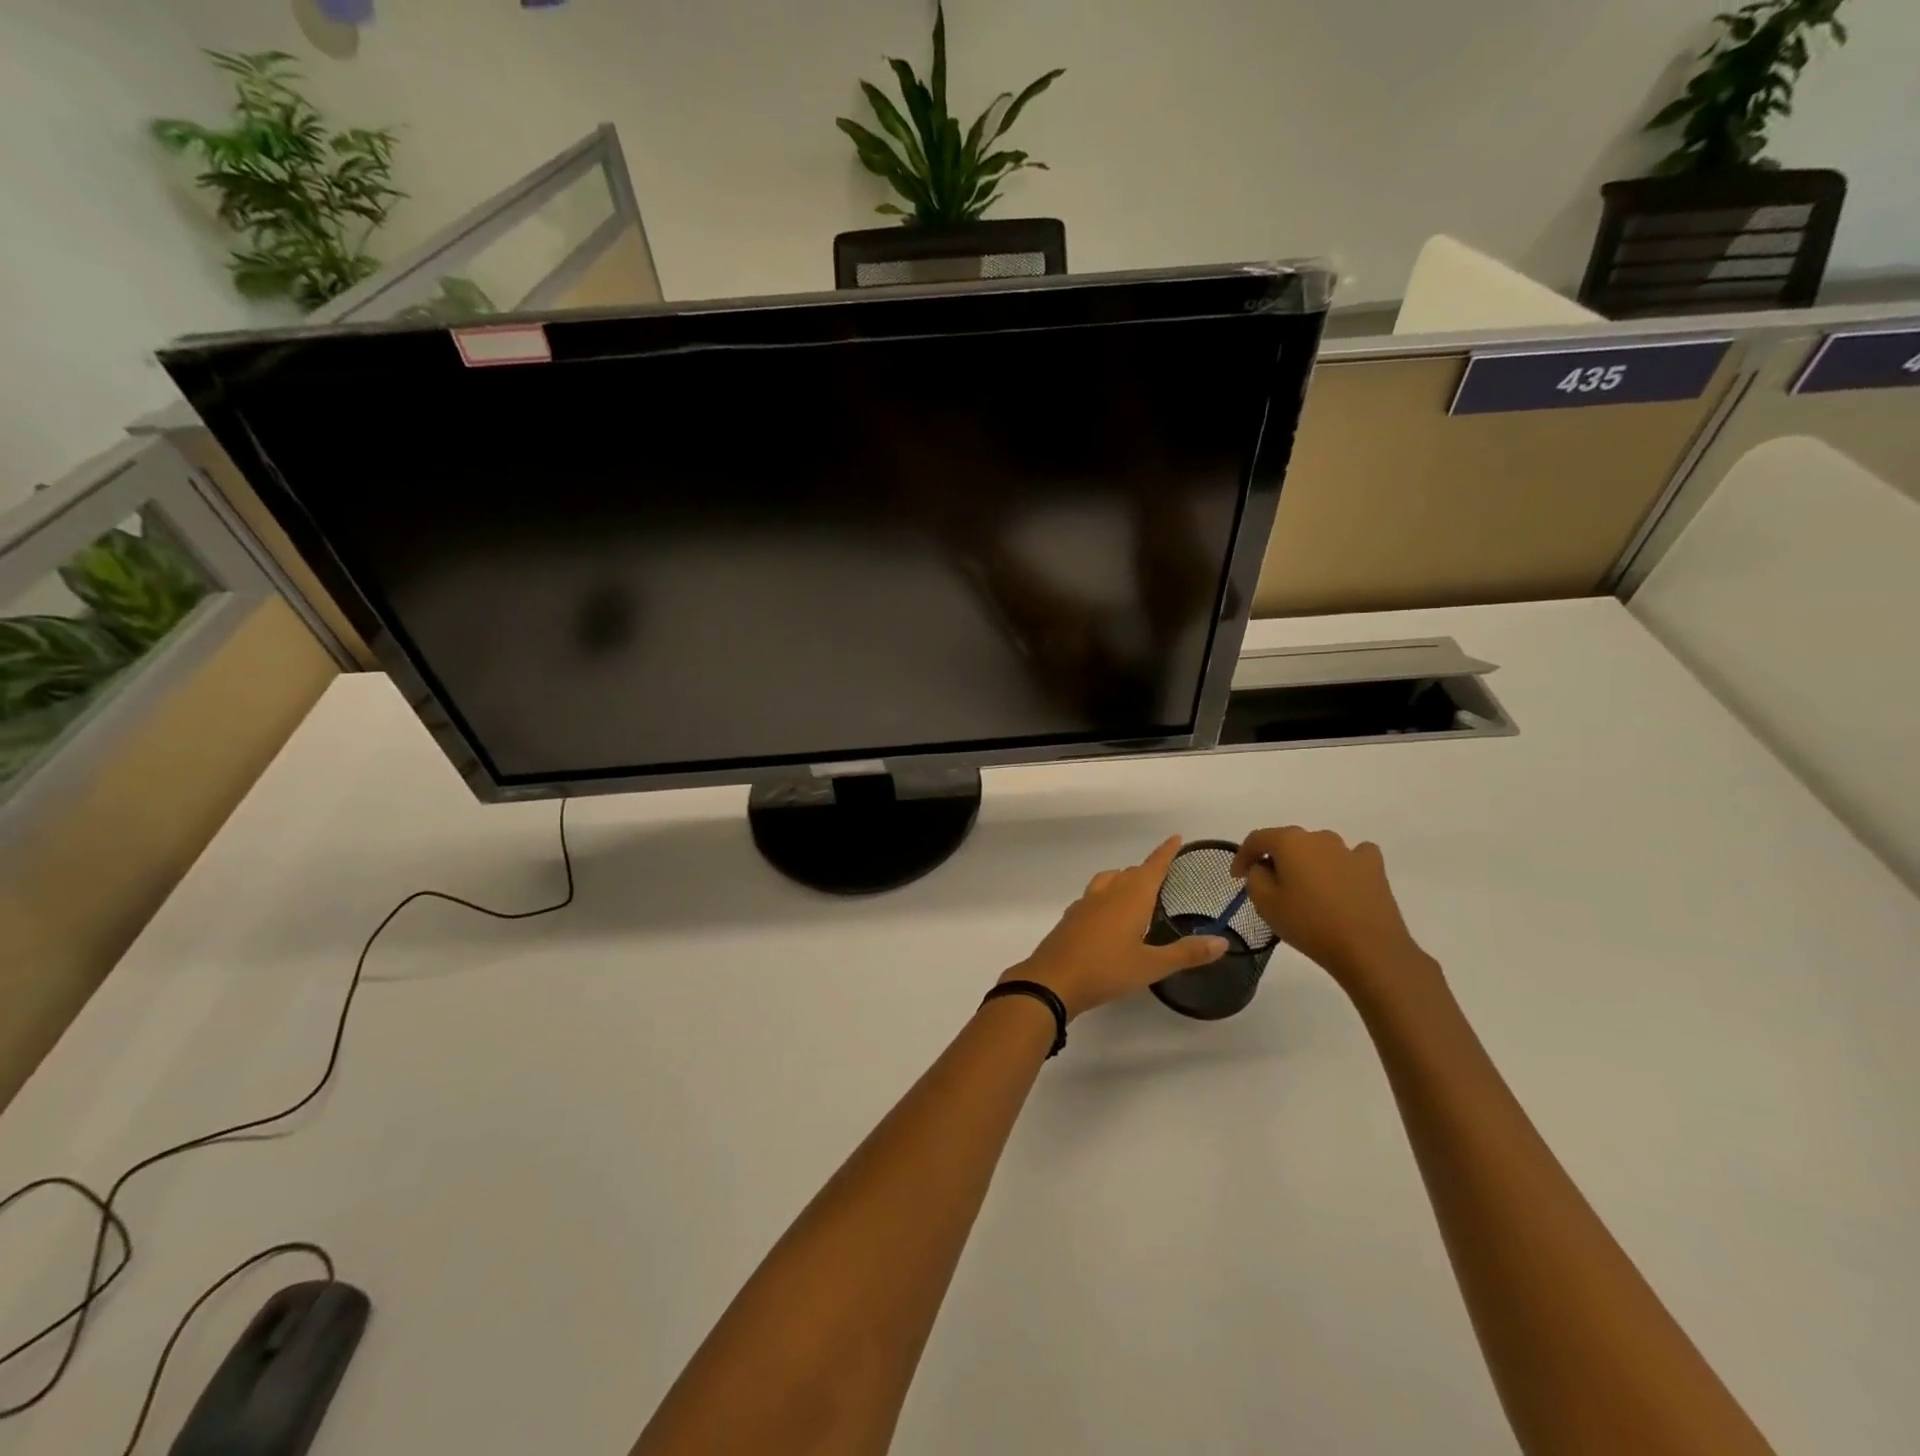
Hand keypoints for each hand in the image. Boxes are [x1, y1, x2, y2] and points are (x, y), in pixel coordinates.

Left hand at [1004, 837, 1228, 1020]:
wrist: (1052, 980)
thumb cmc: (1106, 970)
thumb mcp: (1151, 966)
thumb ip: (1186, 953)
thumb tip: (1222, 941)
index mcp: (1130, 898)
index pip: (1152, 867)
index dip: (1165, 853)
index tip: (1175, 838)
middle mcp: (1107, 893)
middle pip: (1130, 873)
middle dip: (1147, 870)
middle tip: (1164, 876)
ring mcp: (1085, 904)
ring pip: (1108, 880)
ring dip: (1123, 880)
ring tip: (1136, 893)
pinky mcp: (1071, 918)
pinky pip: (1093, 897)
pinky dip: (1105, 897)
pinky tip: (1107, 915)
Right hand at [1232, 827, 1438, 1000]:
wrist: (1368, 949)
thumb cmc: (1309, 923)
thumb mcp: (1265, 903)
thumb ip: (1255, 877)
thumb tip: (1263, 868)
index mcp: (1289, 841)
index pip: (1256, 839)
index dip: (1242, 856)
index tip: (1236, 877)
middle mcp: (1319, 838)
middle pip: (1288, 843)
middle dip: (1276, 861)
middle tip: (1270, 888)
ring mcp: (1350, 851)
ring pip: (1319, 850)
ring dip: (1308, 864)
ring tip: (1307, 891)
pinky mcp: (1374, 868)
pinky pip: (1352, 858)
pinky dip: (1342, 866)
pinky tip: (1341, 883)